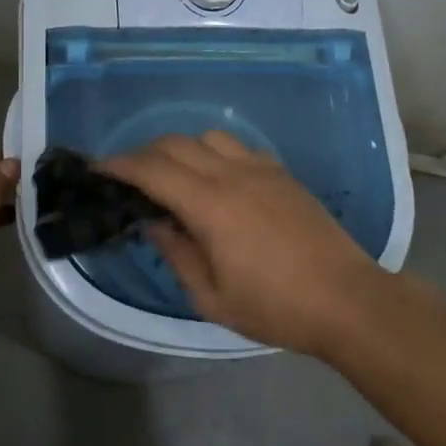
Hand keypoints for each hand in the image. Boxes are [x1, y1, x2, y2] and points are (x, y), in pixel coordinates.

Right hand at [102, 132, 381, 355]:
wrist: (347, 299)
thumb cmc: (276, 307)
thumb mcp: (213, 298)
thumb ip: (177, 254)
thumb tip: (154, 224)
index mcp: (210, 205)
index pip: (152, 170)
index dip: (120, 165)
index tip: (98, 169)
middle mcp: (232, 174)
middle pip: (176, 144)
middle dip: (144, 154)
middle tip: (128, 177)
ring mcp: (261, 169)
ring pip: (208, 137)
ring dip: (181, 149)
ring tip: (173, 177)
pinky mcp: (282, 173)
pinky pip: (238, 148)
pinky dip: (215, 154)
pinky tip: (218, 181)